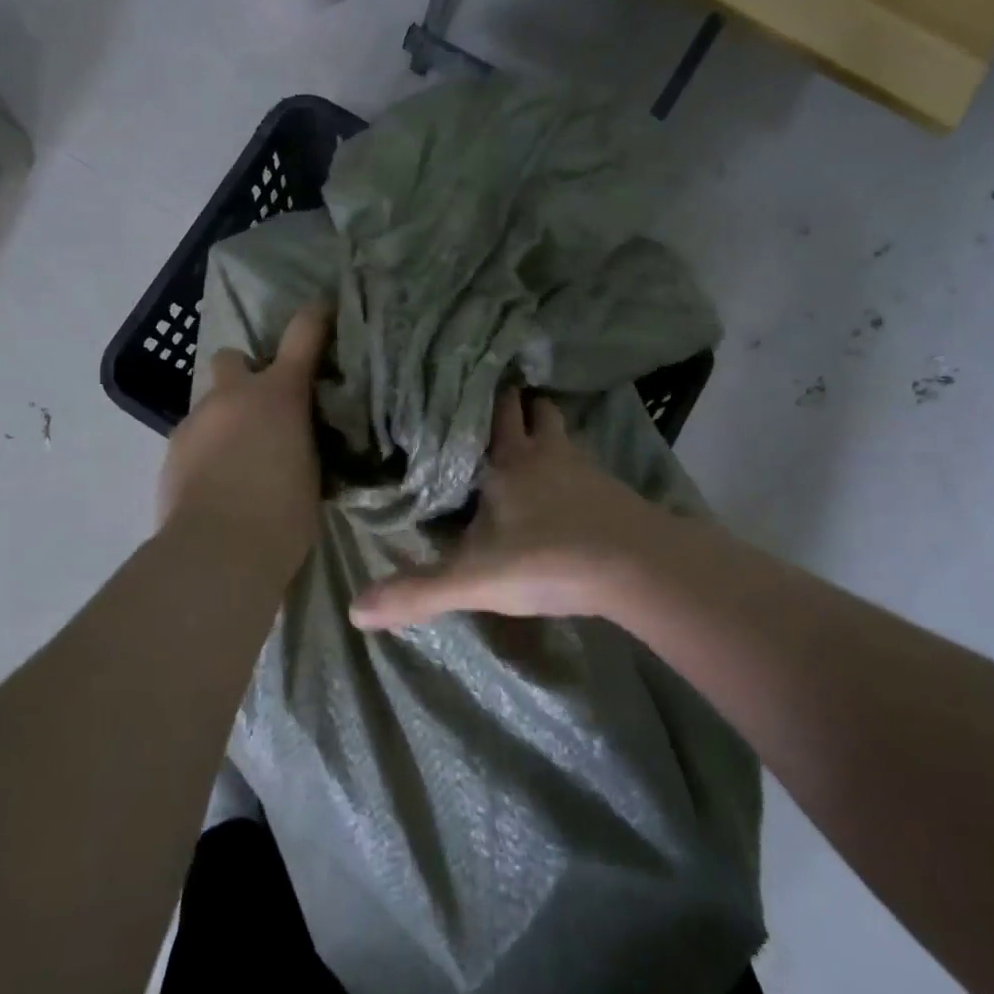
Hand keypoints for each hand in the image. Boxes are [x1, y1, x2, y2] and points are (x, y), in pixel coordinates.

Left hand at [159, 303, 330, 586]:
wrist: (218, 552)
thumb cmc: (283, 514)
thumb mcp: (311, 471)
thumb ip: (304, 441)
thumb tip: (298, 439)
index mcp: (278, 395)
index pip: (303, 335)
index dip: (315, 317)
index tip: (322, 307)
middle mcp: (232, 396)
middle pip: (230, 358)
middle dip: (243, 375)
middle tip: (259, 410)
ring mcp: (194, 422)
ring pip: (209, 405)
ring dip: (224, 420)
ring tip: (237, 462)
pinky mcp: (169, 453)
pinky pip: (193, 439)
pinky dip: (205, 451)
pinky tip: (215, 485)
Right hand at [351, 387, 688, 629]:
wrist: (637, 567)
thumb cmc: (548, 559)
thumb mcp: (474, 580)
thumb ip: (418, 592)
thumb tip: (355, 610)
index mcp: (509, 461)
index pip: (495, 412)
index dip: (483, 397)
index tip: (467, 382)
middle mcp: (548, 453)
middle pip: (536, 411)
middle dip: (520, 405)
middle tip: (501, 404)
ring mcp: (587, 469)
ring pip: (564, 435)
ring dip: (549, 433)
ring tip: (533, 443)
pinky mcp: (615, 492)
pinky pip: (589, 468)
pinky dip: (575, 469)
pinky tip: (570, 491)